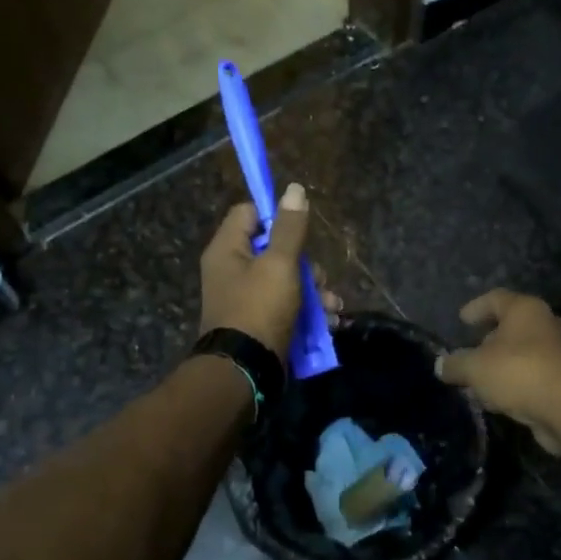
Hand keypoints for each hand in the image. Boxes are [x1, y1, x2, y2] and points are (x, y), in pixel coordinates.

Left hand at [198, 183, 339, 357]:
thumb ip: (290, 228)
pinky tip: (329, 322)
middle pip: (275, 250)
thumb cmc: (259, 308)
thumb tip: (294, 189)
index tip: (300, 228)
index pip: (249, 214)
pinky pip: (287, 307)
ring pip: (287, 281)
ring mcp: (246, 299)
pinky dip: (308, 312)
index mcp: (228, 250)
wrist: (246, 370)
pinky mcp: (260, 322)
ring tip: (332, 307)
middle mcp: (232, 270)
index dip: (276, 216)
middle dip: (306, 264)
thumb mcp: (280, 264)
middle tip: (319, 278)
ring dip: (315, 291)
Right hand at [436, 290, 560, 454]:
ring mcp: (559, 353)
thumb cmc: (519, 372)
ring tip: (478, 382)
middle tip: (470, 352)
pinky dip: (514, 384)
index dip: (476, 307)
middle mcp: (545, 325)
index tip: (462, 319)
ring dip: (500, 366)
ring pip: (522, 354)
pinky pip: (531, 376)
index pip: (496, 298)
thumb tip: (441, 365)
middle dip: (489, 339)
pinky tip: (497, 400)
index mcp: (525, 310)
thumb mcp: (475, 368)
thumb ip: (455, 364)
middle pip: (512, 326)